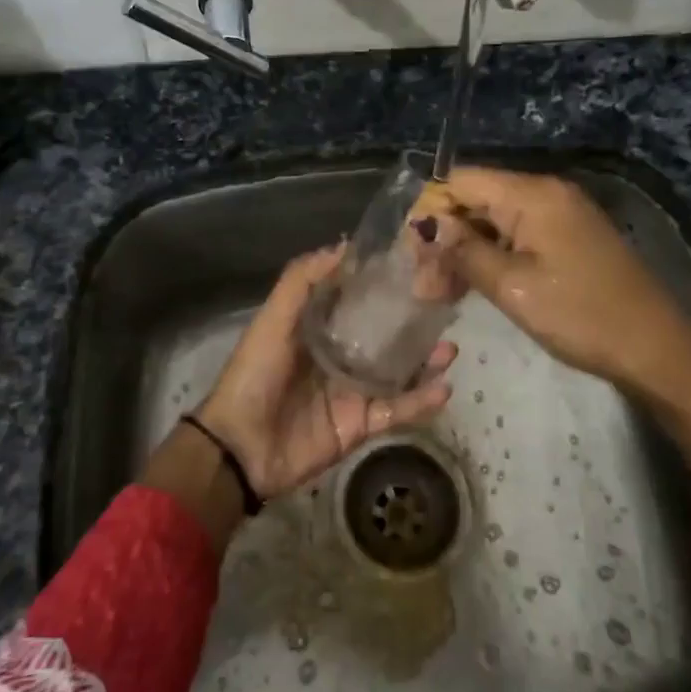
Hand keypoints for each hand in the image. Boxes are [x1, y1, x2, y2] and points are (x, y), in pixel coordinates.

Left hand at [197, 246, 454, 500]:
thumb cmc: (256, 373)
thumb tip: (345, 246)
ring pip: (398, 372)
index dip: (383, 285)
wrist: (241, 446)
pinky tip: (443, 388)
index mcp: (318, 328)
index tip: (415, 267)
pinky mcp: (360, 424)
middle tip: (444, 309)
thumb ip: (303, 280)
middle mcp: (339, 355)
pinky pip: (396, 410)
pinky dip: (420, 401)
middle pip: (385, 336)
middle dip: (413, 324)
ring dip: (424, 361)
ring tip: (449, 348)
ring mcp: (353, 391)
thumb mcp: (274, 318)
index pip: (357, 301)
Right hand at [426, 167, 690, 487]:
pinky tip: (469, 286)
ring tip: (438, 294)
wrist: (656, 348)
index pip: (461, 181)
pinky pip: (515, 236)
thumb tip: (427, 229)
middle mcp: (544, 193)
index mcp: (532, 194)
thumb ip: (465, 253)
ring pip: (493, 221)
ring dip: (464, 252)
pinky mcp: (566, 238)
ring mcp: (558, 215)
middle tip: (421, 285)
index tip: (409, 253)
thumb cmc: (582, 315)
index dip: (429, 211)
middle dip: (444, 237)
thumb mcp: (514, 287)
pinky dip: (490, 257)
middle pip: (475, 200)